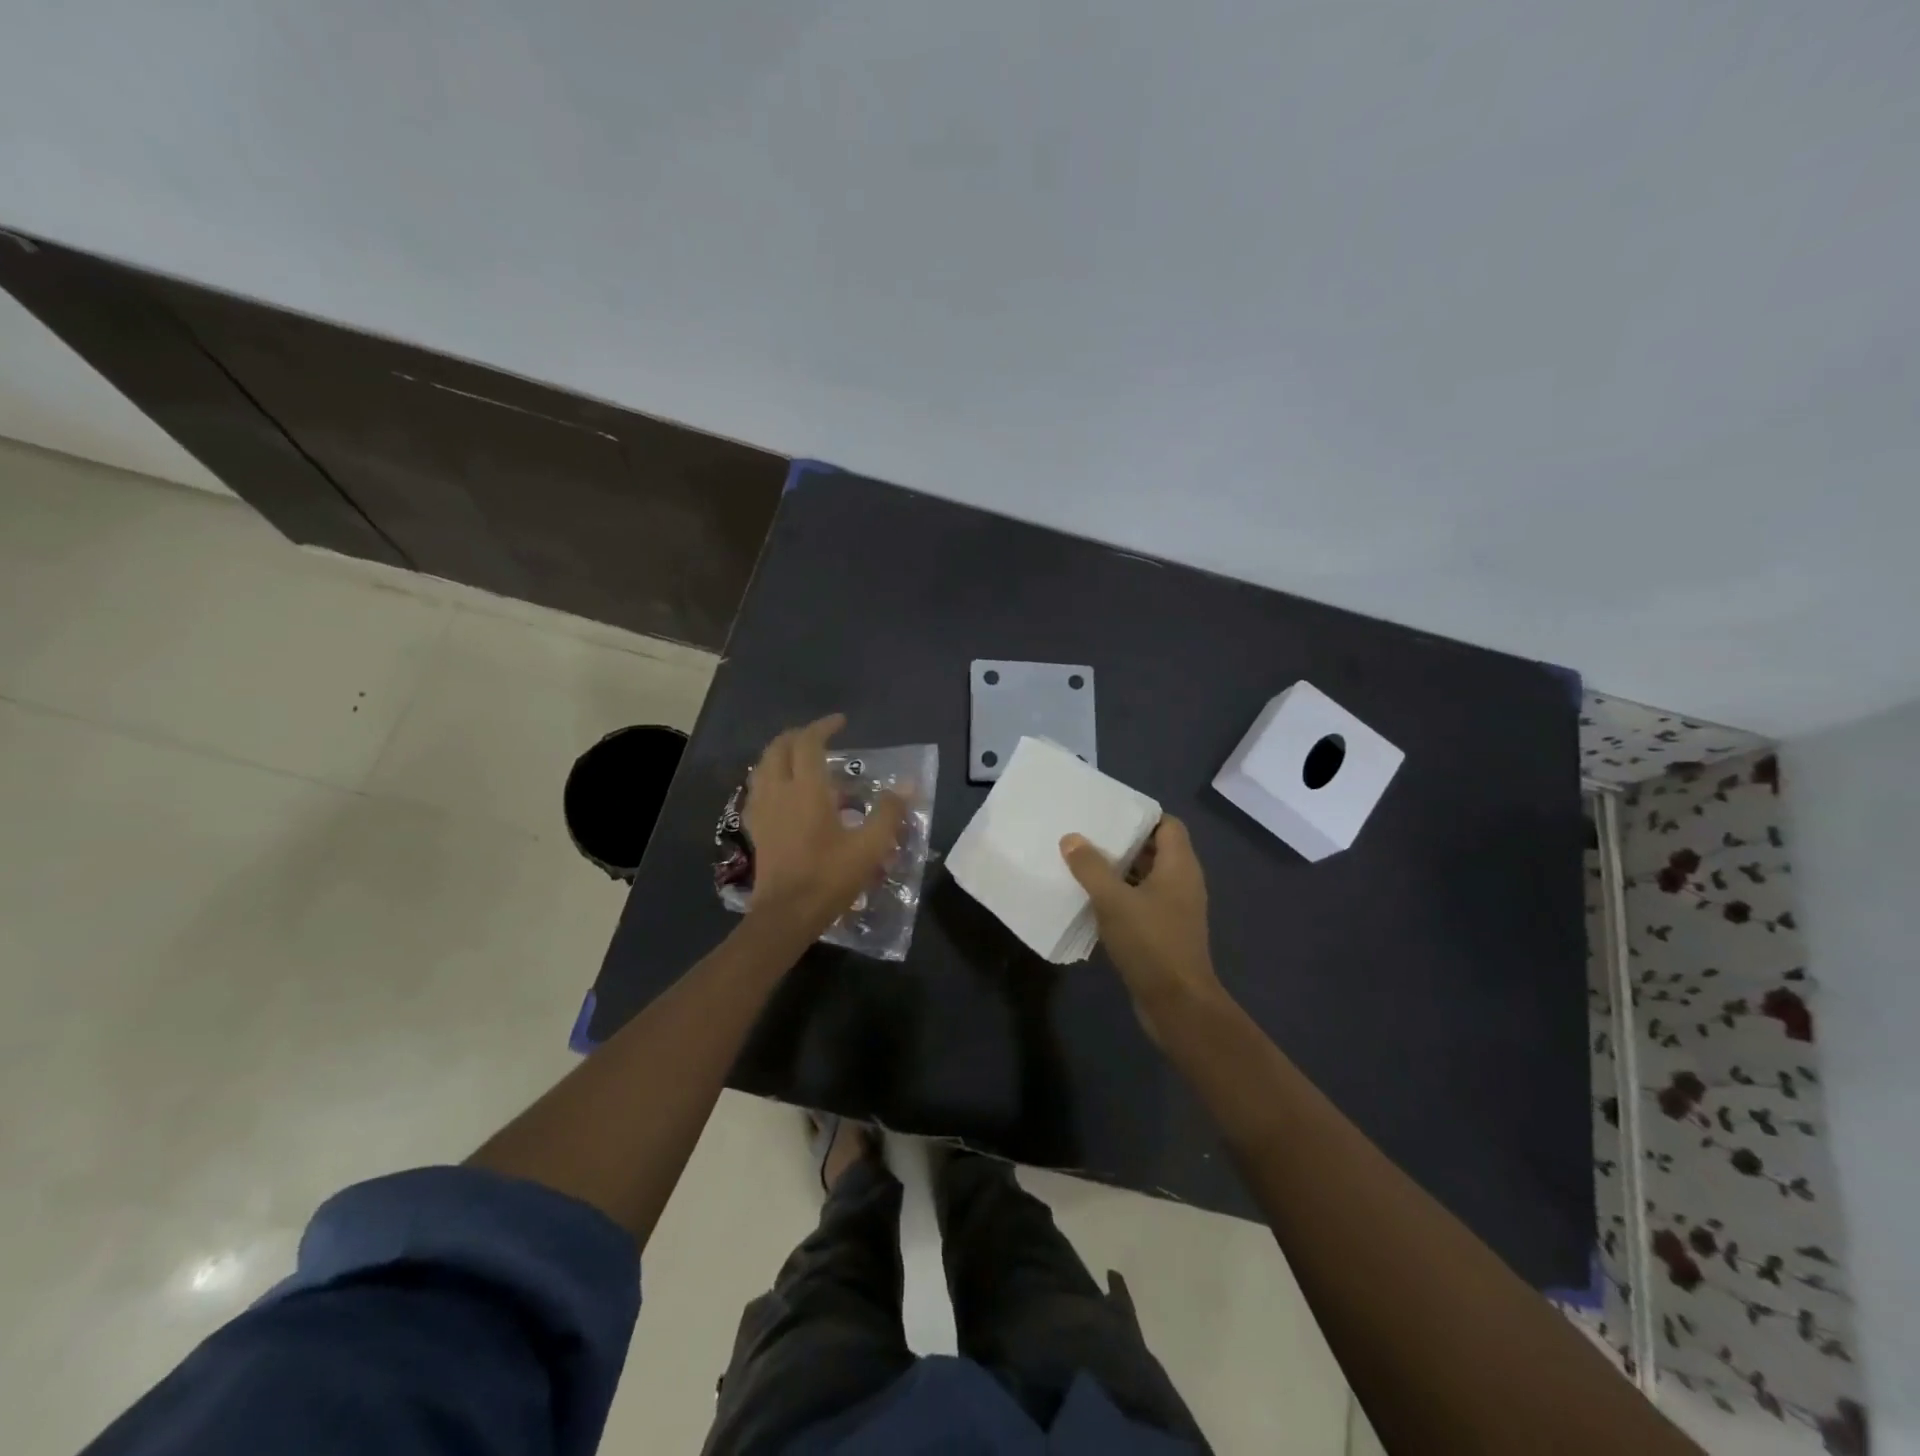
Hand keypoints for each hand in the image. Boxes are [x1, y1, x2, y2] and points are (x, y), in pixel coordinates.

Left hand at [745, 714, 906, 938]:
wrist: (786, 915)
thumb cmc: (828, 878)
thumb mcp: (869, 847)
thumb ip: (888, 813)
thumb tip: (907, 785)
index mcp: (806, 789)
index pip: (808, 742)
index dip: (823, 727)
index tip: (841, 723)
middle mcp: (778, 791)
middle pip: (779, 748)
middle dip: (798, 736)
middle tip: (820, 737)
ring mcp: (762, 810)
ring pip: (763, 766)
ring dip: (781, 754)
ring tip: (802, 760)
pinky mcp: (755, 828)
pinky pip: (758, 790)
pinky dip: (771, 778)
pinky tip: (784, 792)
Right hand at [1060, 816, 1229, 1044]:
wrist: (1177, 1004)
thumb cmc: (1151, 942)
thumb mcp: (1113, 900)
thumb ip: (1091, 867)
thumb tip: (1071, 838)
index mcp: (1179, 866)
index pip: (1167, 825)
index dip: (1141, 815)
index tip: (1108, 813)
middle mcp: (1182, 882)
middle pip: (1155, 849)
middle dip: (1123, 842)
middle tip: (1087, 834)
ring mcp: (1175, 909)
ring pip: (1146, 878)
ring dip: (1118, 871)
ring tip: (1082, 862)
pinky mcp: (1165, 932)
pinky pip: (1142, 902)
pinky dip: (1121, 896)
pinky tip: (1091, 900)